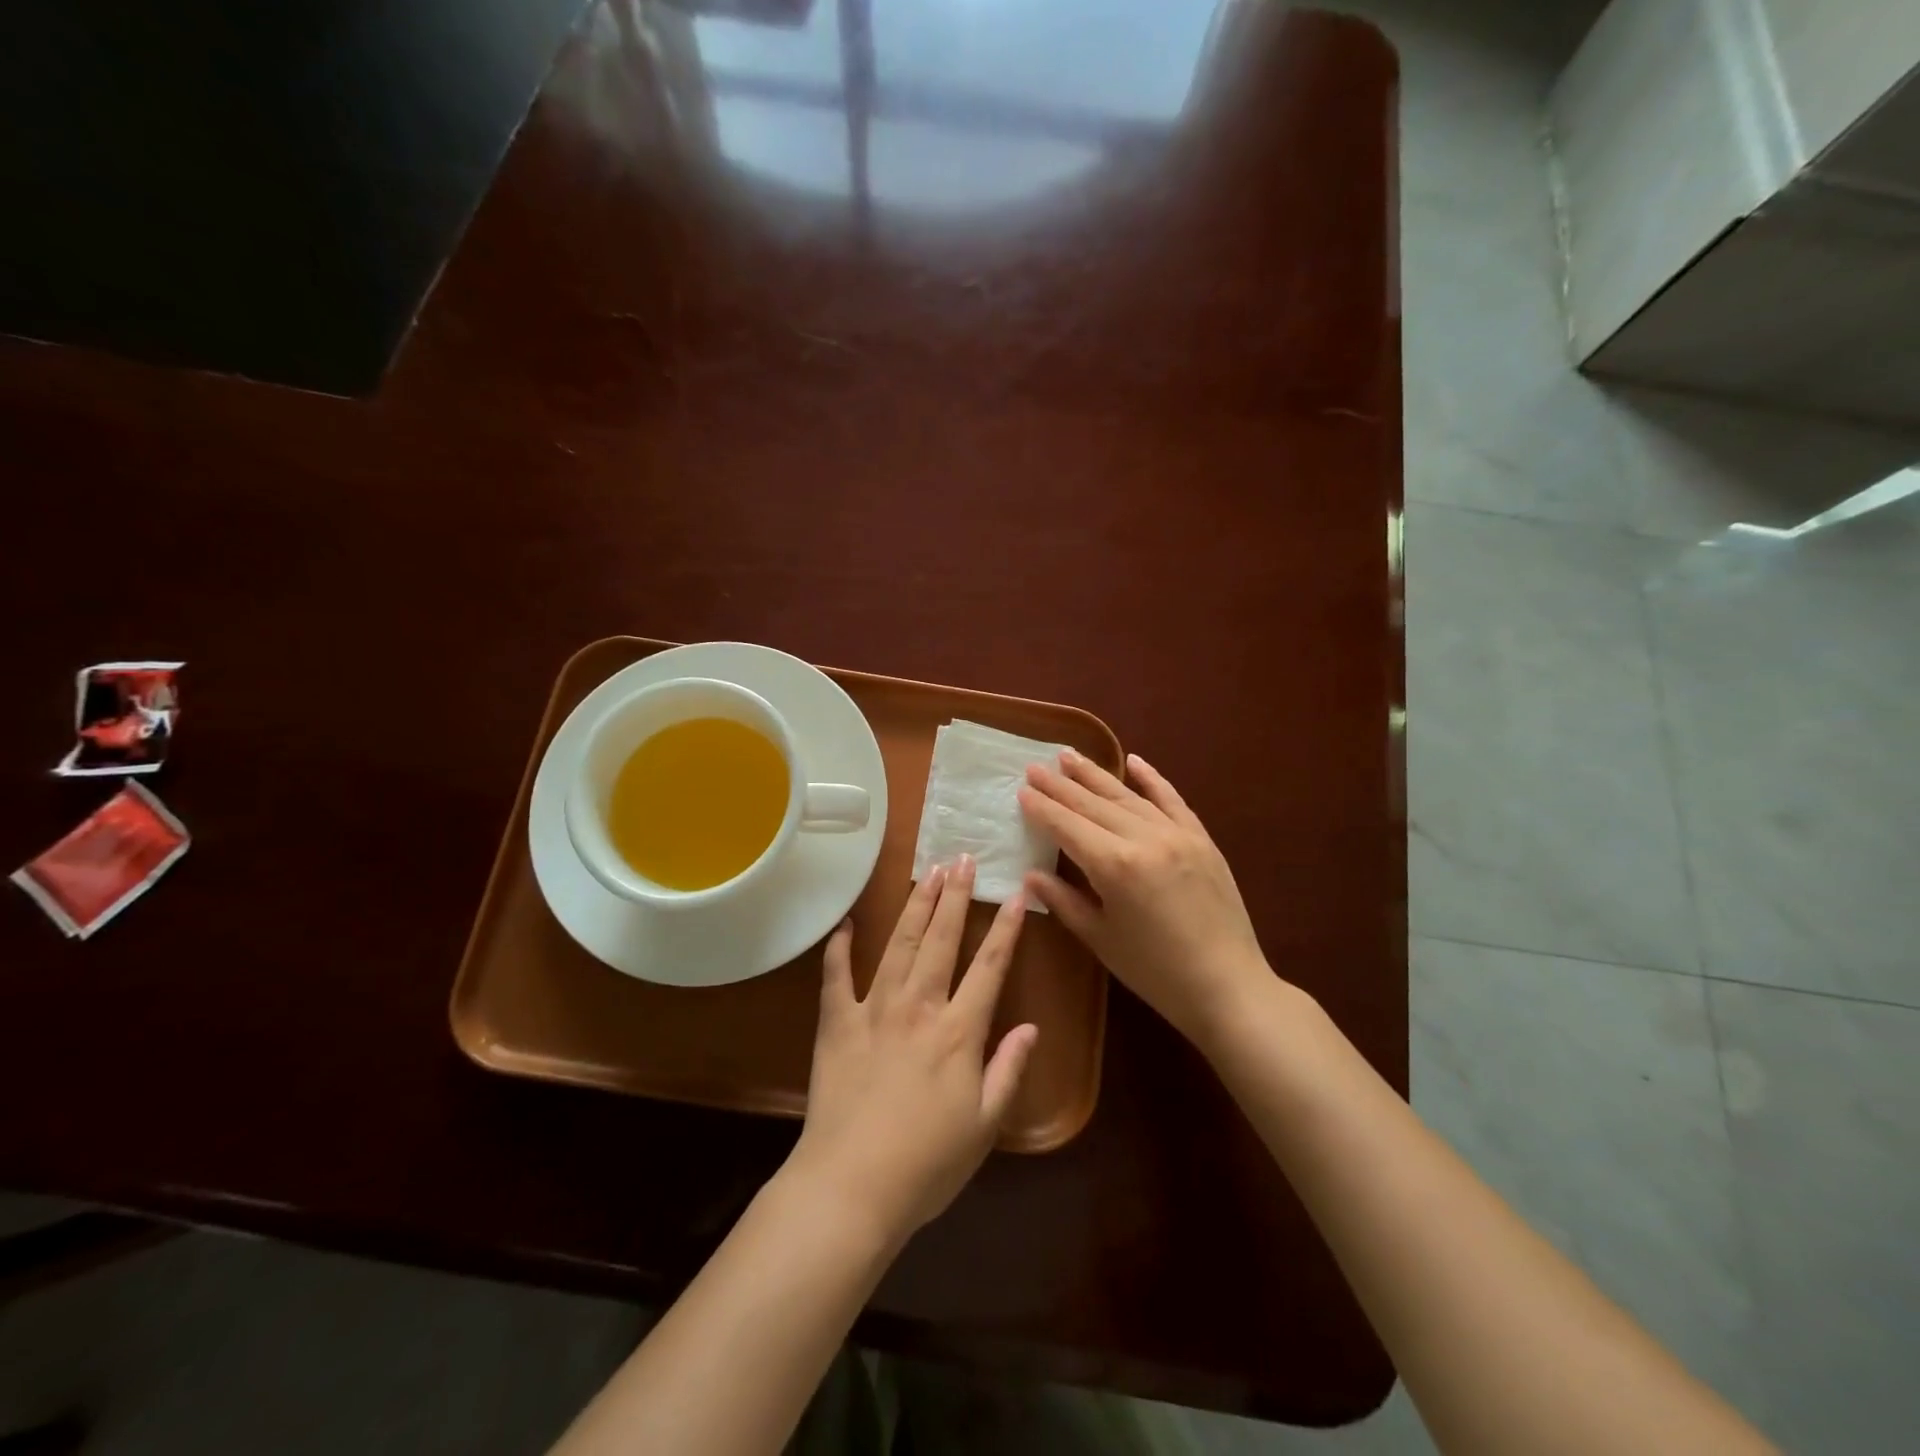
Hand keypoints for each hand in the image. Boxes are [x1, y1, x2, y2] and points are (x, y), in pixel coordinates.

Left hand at [787, 857, 1037, 1246]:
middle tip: (962, 858)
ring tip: (927, 872)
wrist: (851, 1187)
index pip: (990, 967)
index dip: (1006, 929)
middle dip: (955, 896)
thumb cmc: (927, 1164)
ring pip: (900, 945)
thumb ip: (1009, 1070)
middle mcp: (918, 1007)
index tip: (1017, 894)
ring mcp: (874, 1011)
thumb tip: (1032, 1027)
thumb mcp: (985, 1125)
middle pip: (941, 940)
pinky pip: (836, 977)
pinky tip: (846, 925)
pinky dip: (840, 949)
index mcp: (959, 1032)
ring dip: (915, 907)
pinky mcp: (837, 1024)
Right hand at [1018, 751, 1273, 1051]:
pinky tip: (1133, 760)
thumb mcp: (1100, 939)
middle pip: (1093, 804)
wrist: (1228, 986)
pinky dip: (1151, 778)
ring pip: (1127, 795)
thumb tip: (1031, 874)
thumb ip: (1064, 901)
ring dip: (1095, 774)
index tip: (1021, 790)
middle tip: (1034, 766)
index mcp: (1114, 866)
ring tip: (1069, 755)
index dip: (1042, 808)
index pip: (1067, 826)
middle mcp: (1143, 838)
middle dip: (1060, 785)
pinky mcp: (1201, 838)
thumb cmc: (1155, 972)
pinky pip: (1171, 799)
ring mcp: (1176, 834)